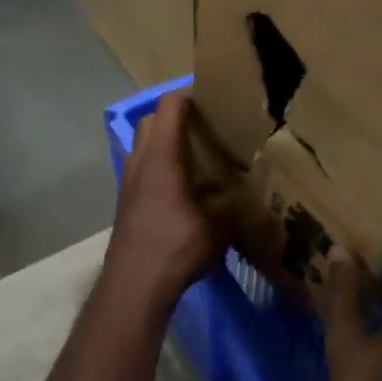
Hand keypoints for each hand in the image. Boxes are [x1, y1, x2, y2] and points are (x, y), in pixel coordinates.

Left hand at [106, 91, 223, 310]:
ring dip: (165, 143)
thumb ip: (236, 206)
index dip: (191, 96)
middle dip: (176, 117)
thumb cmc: (176, 246)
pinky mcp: (127, 202)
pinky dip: (160, 167)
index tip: (216, 100)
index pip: (170, 106)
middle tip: (207, 128)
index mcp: (162, 156)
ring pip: (144, 146)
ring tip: (197, 157)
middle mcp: (140, 161)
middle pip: (152, 121)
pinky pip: (143, 169)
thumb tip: (254, 198)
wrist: (134, 285)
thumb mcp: (219, 227)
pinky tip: (184, 189)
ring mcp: (129, 182)